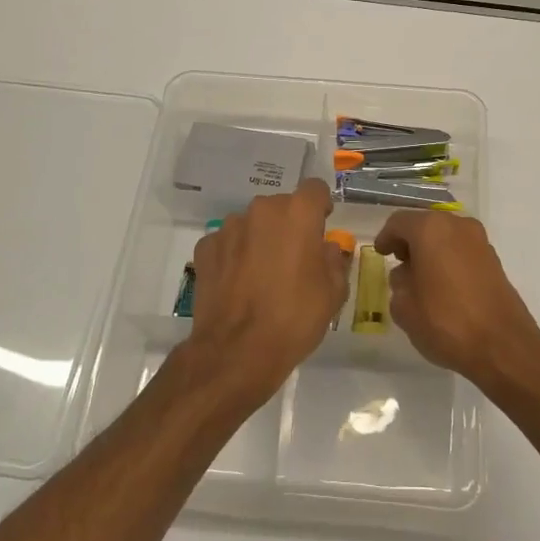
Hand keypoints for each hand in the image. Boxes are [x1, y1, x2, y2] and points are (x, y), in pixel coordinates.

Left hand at [185, 178, 352, 409]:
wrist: (237, 352)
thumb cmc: (295, 318)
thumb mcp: (334, 292)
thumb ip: (333, 260)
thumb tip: (324, 249)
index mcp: (297, 213)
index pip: (315, 189)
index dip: (320, 207)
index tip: (321, 228)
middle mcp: (261, 210)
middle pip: (281, 207)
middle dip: (289, 226)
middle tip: (294, 260)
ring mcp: (229, 228)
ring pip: (252, 224)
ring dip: (260, 240)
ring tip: (262, 276)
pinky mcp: (205, 248)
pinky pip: (227, 243)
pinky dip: (234, 256)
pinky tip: (238, 285)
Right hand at [373, 212, 539, 385]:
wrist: (503, 345)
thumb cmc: (446, 321)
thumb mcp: (405, 307)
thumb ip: (399, 283)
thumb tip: (406, 275)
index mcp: (431, 229)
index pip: (399, 223)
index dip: (386, 238)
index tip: (380, 254)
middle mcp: (457, 225)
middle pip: (425, 225)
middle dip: (409, 242)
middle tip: (398, 263)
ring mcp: (480, 241)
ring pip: (446, 236)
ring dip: (430, 250)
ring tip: (420, 277)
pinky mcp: (494, 260)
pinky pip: (462, 250)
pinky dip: (449, 259)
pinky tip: (443, 285)